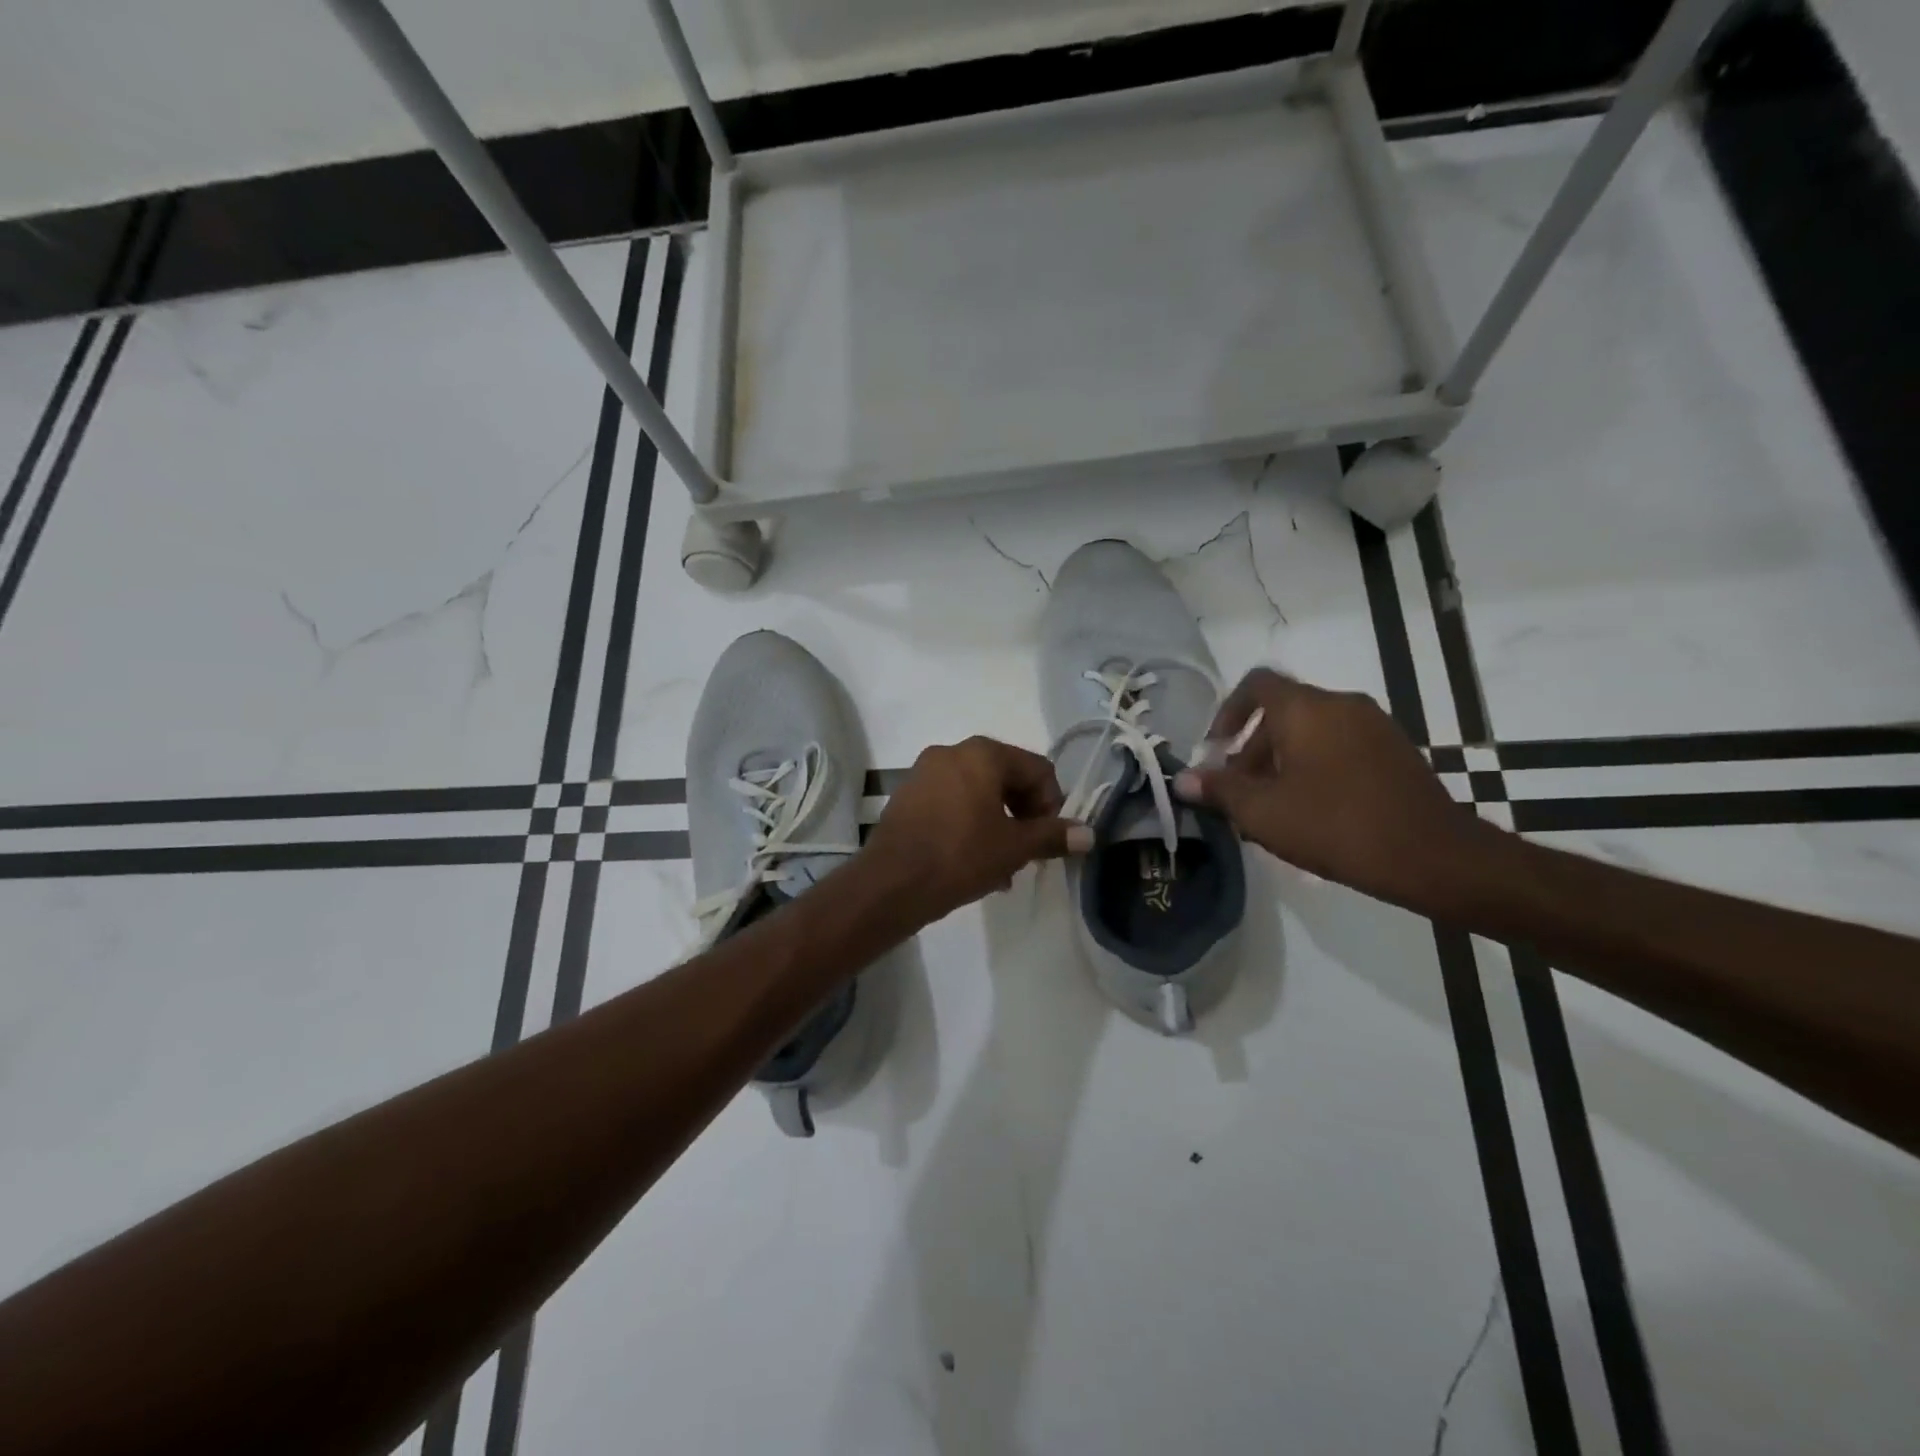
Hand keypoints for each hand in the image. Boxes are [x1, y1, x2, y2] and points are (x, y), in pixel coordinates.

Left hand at [862, 737, 1093, 923]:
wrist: (890, 884)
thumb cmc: (960, 856)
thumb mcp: (1014, 848)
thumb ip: (1053, 836)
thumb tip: (1089, 834)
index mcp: (982, 753)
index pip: (1037, 769)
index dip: (1052, 804)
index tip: (1049, 840)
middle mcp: (952, 752)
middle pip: (1007, 777)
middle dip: (1024, 815)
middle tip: (1028, 852)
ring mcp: (924, 772)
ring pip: (978, 793)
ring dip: (999, 824)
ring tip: (1003, 865)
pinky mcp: (907, 796)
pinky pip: (951, 802)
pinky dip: (969, 824)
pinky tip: (973, 862)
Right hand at [1174, 669, 1493, 913]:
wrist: (1434, 856)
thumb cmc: (1336, 825)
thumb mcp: (1263, 812)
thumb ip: (1219, 790)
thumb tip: (1182, 780)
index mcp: (1306, 709)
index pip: (1256, 684)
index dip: (1227, 712)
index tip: (1217, 749)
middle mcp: (1341, 704)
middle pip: (1282, 712)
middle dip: (1252, 749)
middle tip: (1240, 792)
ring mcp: (1375, 726)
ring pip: (1312, 731)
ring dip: (1282, 761)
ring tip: (1272, 808)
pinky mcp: (1396, 752)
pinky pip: (1340, 746)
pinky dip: (1315, 766)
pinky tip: (1312, 811)